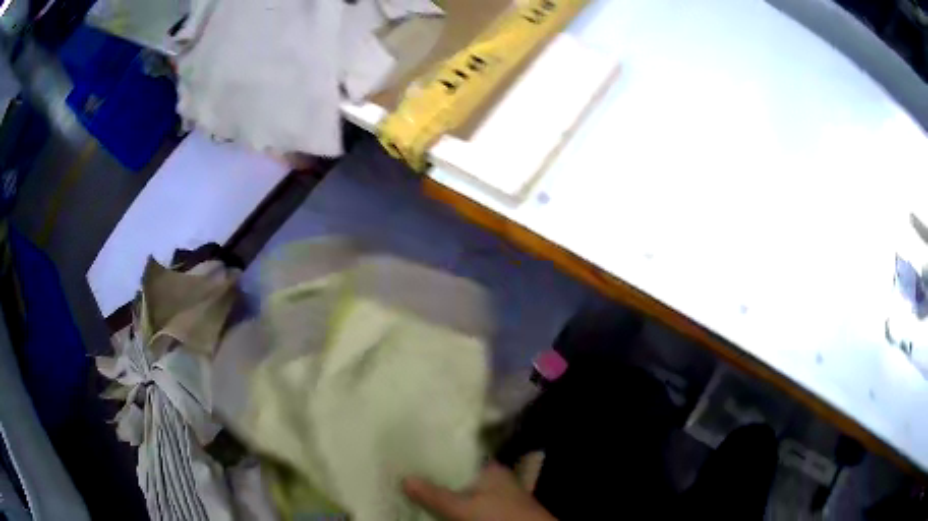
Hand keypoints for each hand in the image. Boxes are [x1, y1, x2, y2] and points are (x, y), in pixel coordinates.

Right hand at [403, 462, 555, 520]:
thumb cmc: (501, 517)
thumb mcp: (464, 508)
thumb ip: (435, 495)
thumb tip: (404, 478)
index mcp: (490, 469)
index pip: (458, 455)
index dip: (436, 454)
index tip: (410, 453)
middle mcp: (493, 479)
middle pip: (458, 475)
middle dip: (435, 476)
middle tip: (404, 472)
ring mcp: (495, 496)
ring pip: (462, 491)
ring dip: (443, 493)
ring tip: (412, 488)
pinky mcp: (494, 511)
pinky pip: (468, 504)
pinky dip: (453, 505)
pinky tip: (436, 508)